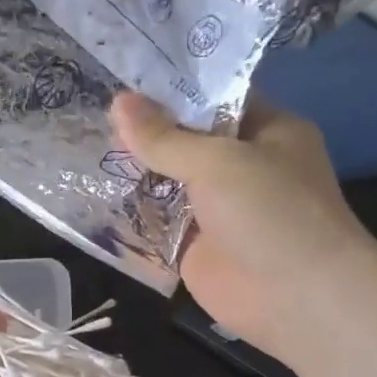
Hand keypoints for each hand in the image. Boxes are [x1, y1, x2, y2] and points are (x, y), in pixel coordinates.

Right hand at [111, 93, 375, 355]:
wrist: (296, 298)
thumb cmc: (270, 213)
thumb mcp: (217, 162)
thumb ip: (165, 138)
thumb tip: (117, 102)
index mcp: (265, 132)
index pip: (214, 98)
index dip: (171, 89)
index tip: (123, 78)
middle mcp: (241, 167)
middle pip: (184, 142)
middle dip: (143, 133)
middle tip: (90, 112)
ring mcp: (216, 210)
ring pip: (165, 184)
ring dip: (131, 173)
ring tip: (80, 147)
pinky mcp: (194, 248)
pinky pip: (155, 225)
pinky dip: (128, 217)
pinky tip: (89, 197)